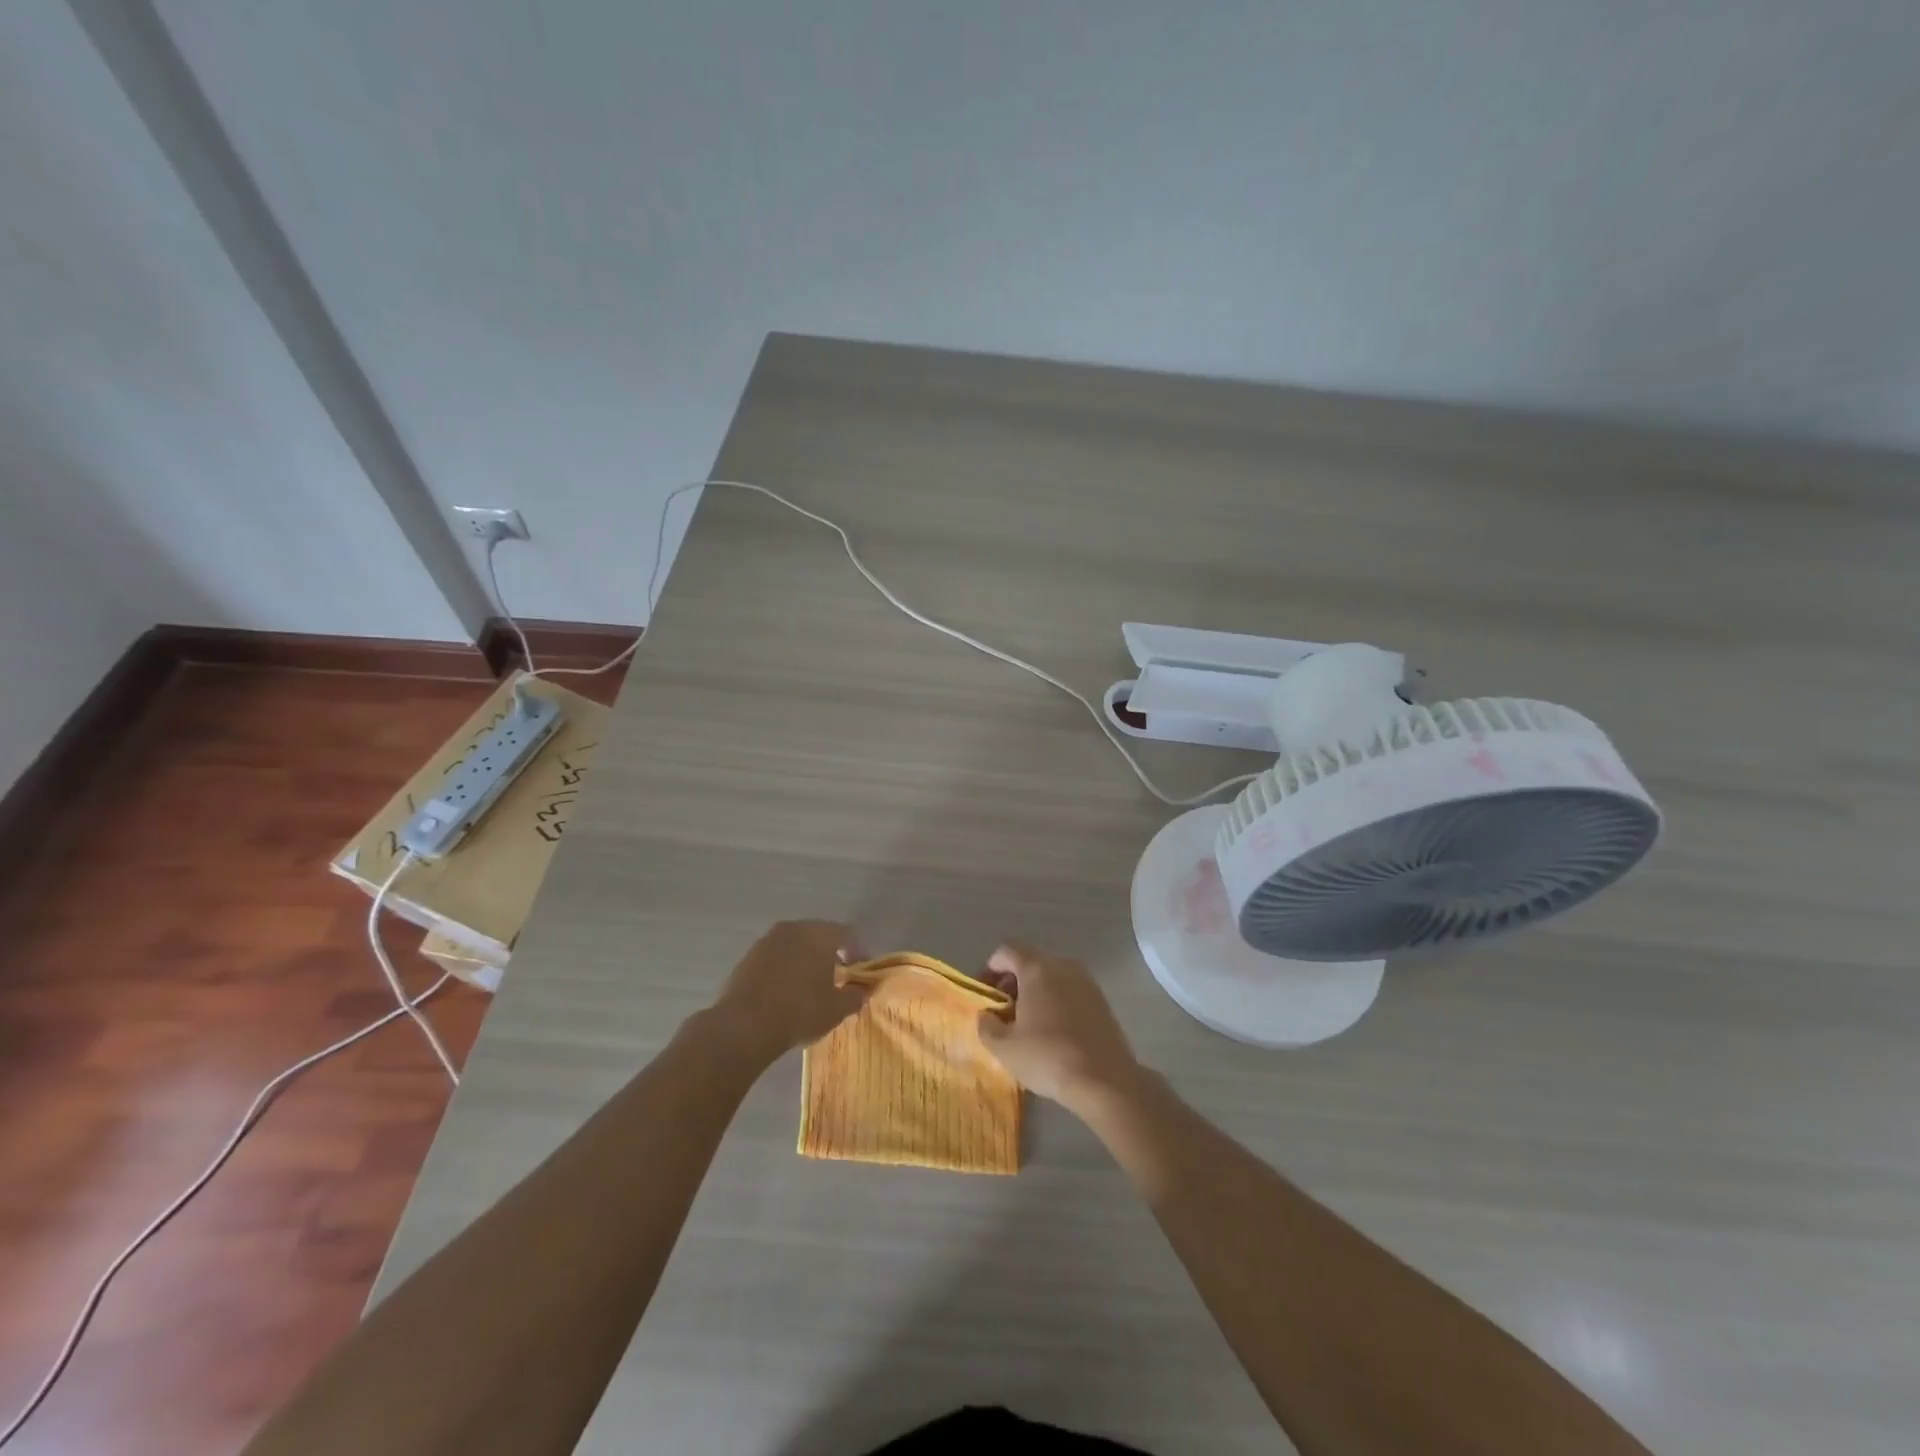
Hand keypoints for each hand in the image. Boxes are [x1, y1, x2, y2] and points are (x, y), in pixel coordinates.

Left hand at [708, 920, 869, 1062]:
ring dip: (806, 960)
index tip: (861, 973)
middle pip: (820, 935)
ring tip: (810, 986)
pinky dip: (785, 968)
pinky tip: (785, 991)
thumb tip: (863, 989)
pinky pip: (776, 957)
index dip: (859, 952)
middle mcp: (794, 928)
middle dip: (831, 954)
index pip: (848, 934)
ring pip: (796, 945)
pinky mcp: (748, 956)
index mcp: (820, 934)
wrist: (744, 1025)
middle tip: (838, 977)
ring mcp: (767, 940)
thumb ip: (856, 995)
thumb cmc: (800, 1011)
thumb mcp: (837, 1009)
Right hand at [976, 941, 1142, 1115]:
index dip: (990, 969)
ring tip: (1028, 1024)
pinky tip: (1054, 1032)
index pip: (1006, 950)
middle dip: (1013, 982)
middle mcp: (1063, 965)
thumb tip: (987, 1016)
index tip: (986, 995)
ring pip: (1052, 976)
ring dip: (1036, 992)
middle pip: (1030, 961)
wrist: (1105, 1080)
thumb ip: (986, 1025)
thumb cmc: (1048, 1057)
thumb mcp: (1004, 1048)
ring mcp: (1086, 981)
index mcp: (1036, 968)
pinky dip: (1057, 1002)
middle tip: (1004, 1012)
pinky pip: (1070, 991)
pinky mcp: (1102, 1001)